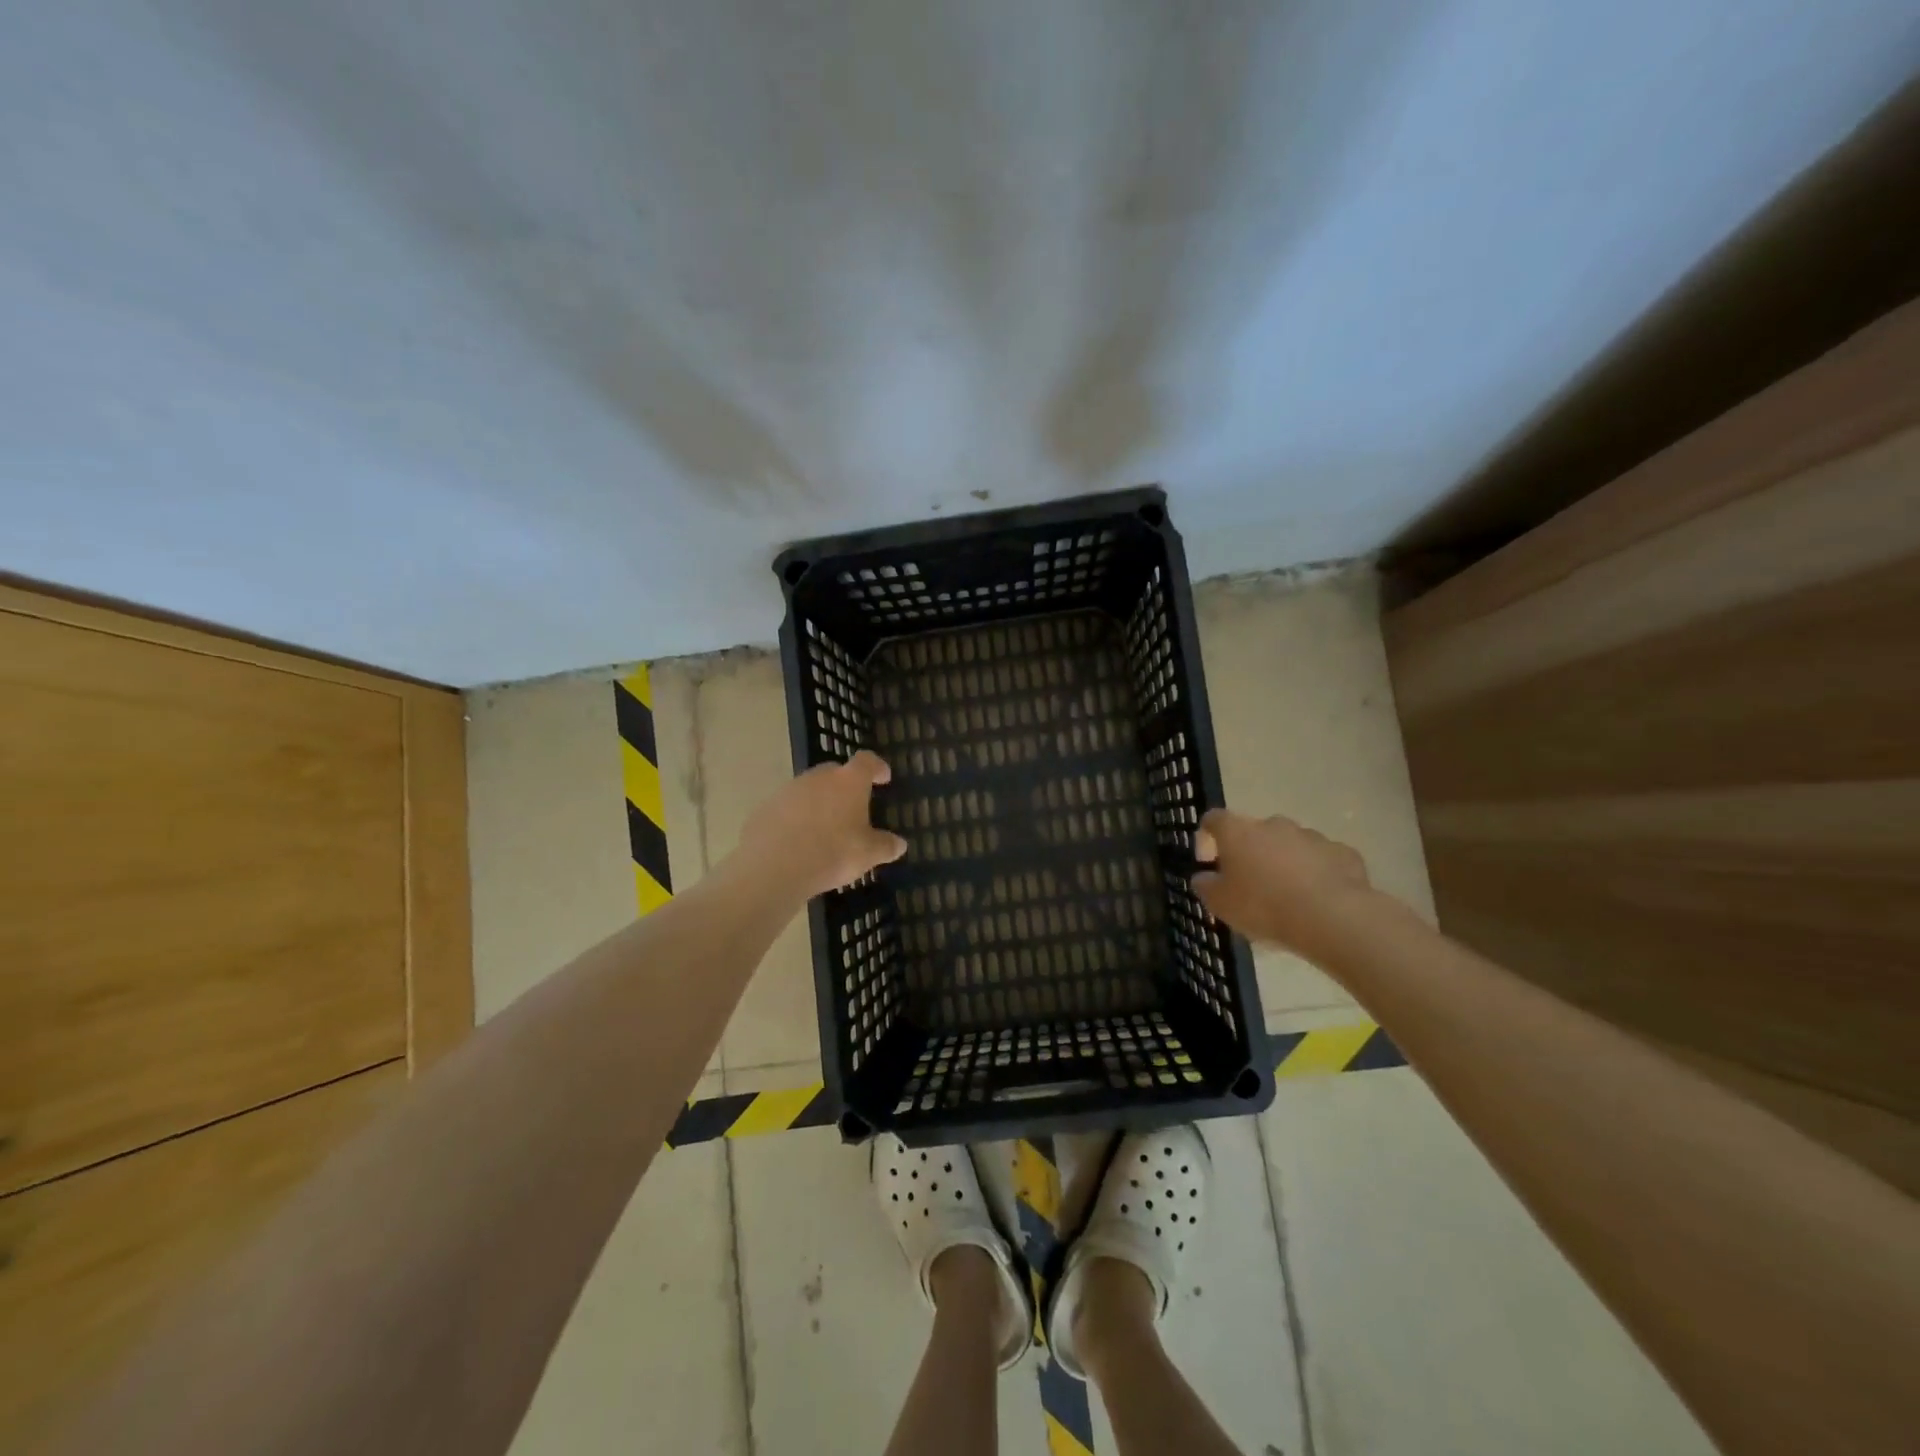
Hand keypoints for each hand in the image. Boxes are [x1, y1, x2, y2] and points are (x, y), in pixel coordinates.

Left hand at [735, 750, 908, 899]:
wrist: (775, 866)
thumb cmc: (833, 853)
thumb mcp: (868, 854)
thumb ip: (885, 846)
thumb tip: (899, 844)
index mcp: (849, 782)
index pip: (867, 761)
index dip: (877, 767)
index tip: (883, 777)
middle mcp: (818, 778)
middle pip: (835, 772)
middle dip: (845, 786)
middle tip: (852, 807)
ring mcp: (789, 790)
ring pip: (809, 790)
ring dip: (819, 802)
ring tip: (824, 828)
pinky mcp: (765, 808)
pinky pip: (788, 808)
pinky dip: (796, 818)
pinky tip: (798, 841)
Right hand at [1191, 809, 1375, 958]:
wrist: (1332, 917)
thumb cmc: (1264, 906)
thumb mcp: (1220, 904)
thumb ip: (1206, 886)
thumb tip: (1204, 877)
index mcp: (1239, 832)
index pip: (1214, 819)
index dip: (1207, 837)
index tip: (1208, 862)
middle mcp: (1274, 825)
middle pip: (1255, 832)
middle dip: (1251, 853)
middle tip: (1250, 884)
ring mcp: (1312, 836)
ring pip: (1291, 845)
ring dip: (1284, 863)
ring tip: (1287, 897)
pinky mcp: (1343, 853)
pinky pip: (1322, 860)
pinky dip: (1317, 874)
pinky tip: (1317, 900)